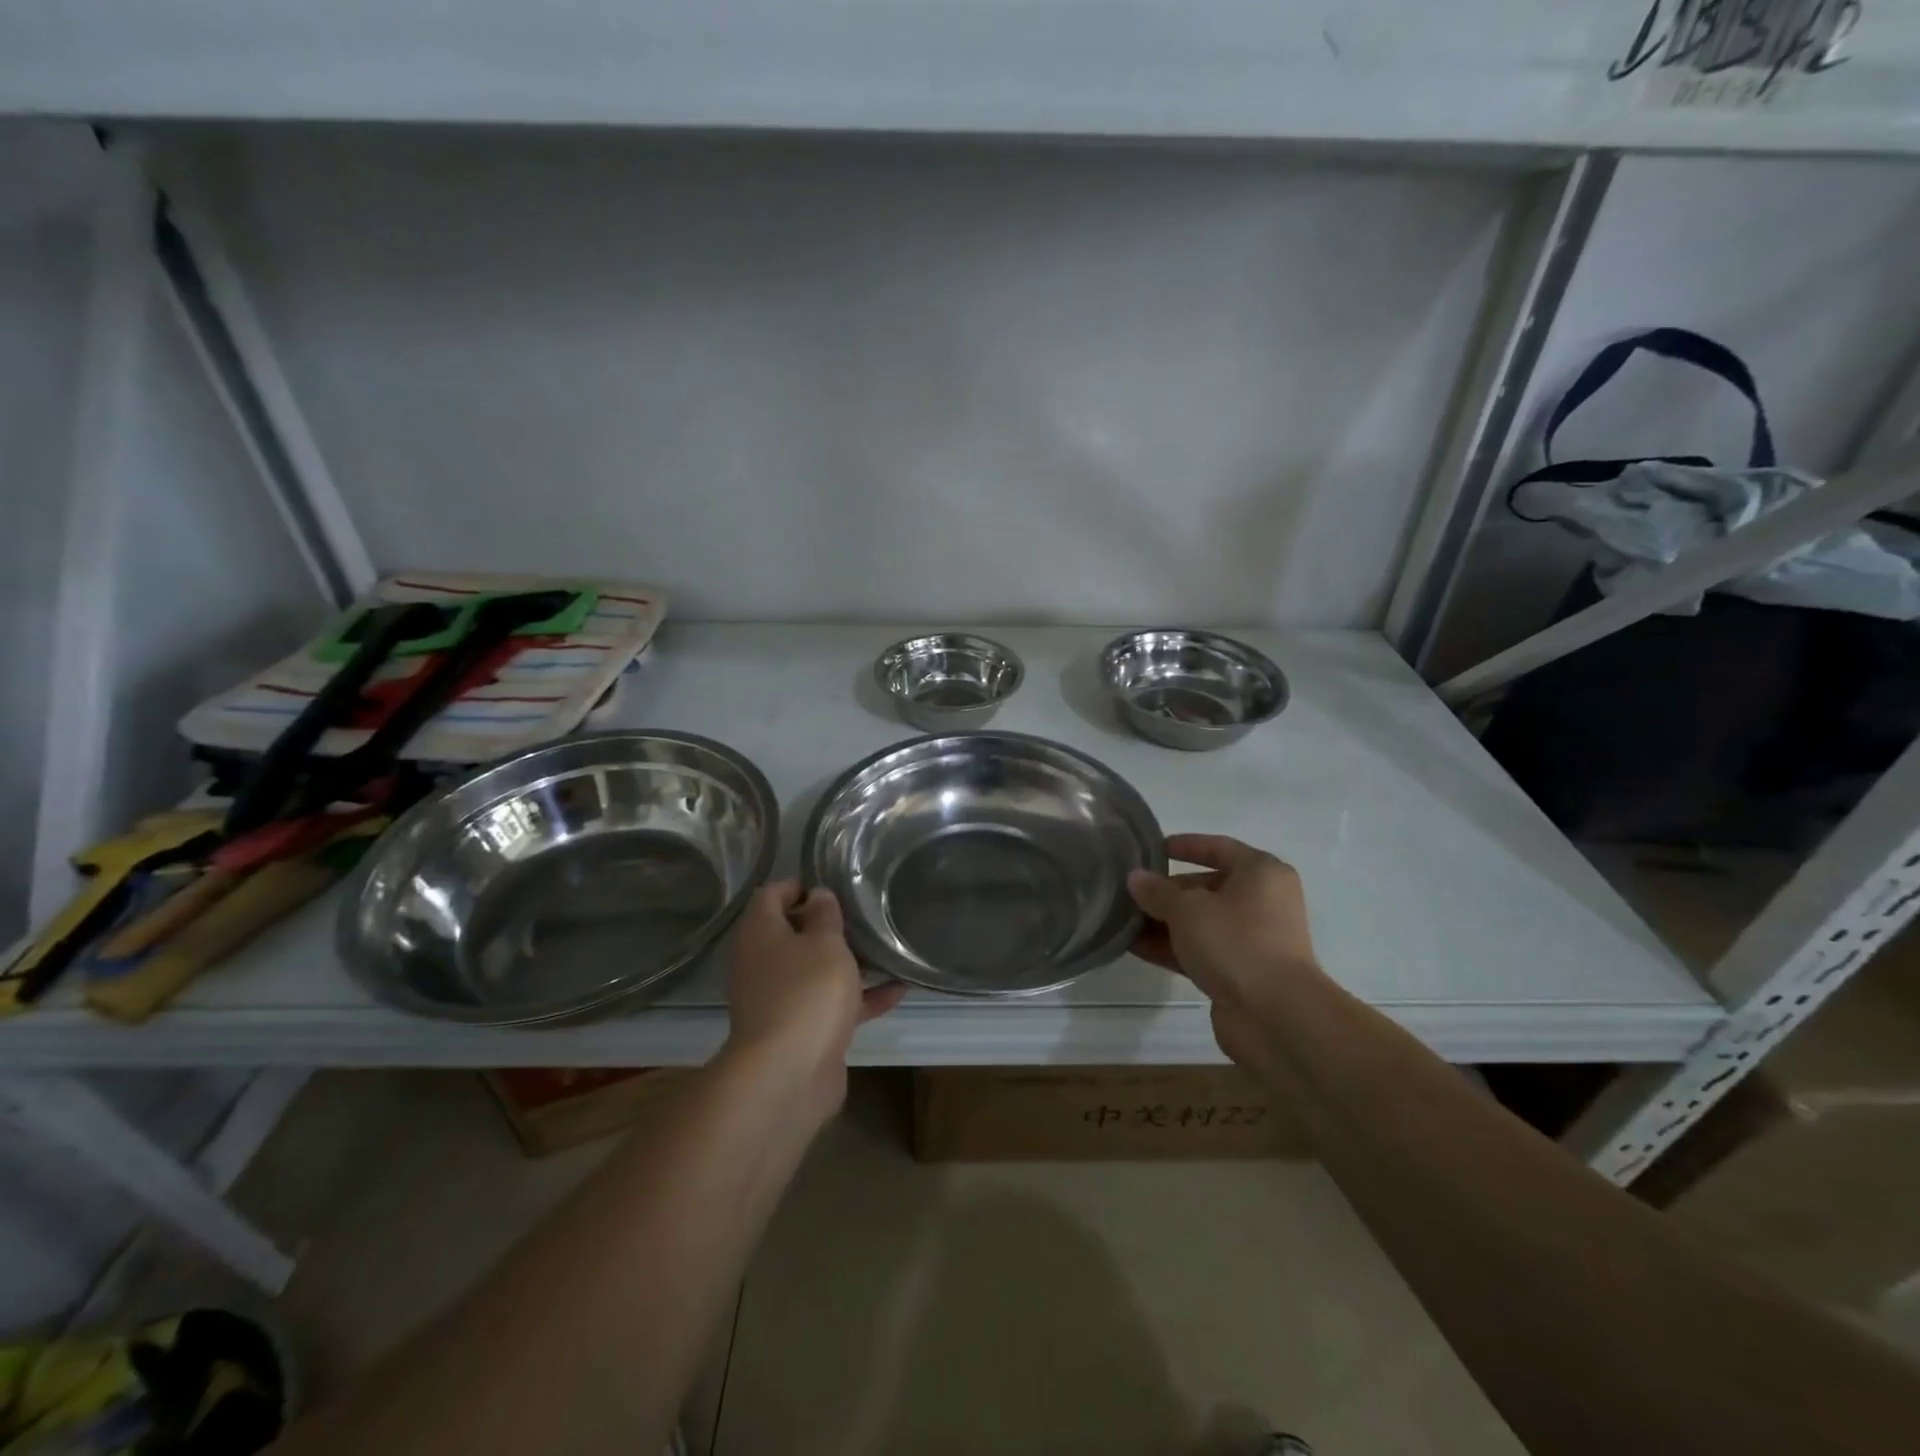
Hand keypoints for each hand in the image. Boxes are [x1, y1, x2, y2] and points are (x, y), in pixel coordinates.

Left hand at [723, 881, 905, 1112]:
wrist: (789, 1074)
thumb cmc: (806, 992)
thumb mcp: (825, 942)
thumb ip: (825, 915)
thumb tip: (817, 895)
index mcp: (760, 934)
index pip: (771, 896)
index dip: (798, 885)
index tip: (832, 885)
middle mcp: (763, 964)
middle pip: (791, 934)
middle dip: (826, 925)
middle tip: (862, 914)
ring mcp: (780, 1000)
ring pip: (813, 971)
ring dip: (846, 962)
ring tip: (884, 948)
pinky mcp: (801, 1031)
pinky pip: (831, 1005)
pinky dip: (859, 998)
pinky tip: (897, 990)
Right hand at [1127, 834, 1326, 1071]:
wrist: (1275, 1015)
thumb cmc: (1236, 942)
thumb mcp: (1188, 909)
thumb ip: (1157, 891)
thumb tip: (1135, 878)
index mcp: (1261, 873)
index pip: (1218, 847)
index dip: (1185, 845)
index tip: (1153, 849)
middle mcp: (1262, 901)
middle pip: (1207, 886)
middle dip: (1167, 890)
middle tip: (1130, 891)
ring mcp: (1253, 939)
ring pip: (1201, 922)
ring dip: (1164, 922)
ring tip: (1124, 920)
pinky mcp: (1241, 972)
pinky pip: (1201, 951)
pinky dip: (1172, 948)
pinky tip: (1135, 948)